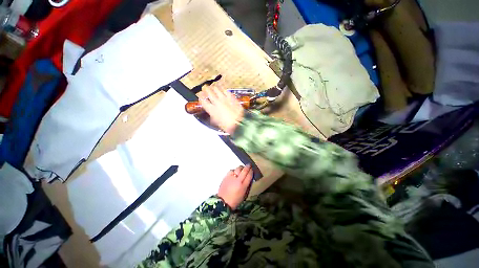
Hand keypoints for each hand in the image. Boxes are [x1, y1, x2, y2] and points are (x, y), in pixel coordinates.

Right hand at [198, 86, 244, 134]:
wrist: (239, 123)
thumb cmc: (228, 126)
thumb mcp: (218, 123)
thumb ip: (213, 117)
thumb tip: (213, 116)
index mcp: (212, 110)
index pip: (203, 101)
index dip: (201, 97)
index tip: (200, 96)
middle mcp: (217, 102)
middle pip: (209, 93)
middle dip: (206, 89)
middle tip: (205, 88)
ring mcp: (225, 99)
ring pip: (217, 90)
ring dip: (214, 88)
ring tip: (214, 88)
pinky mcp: (232, 98)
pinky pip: (227, 91)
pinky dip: (224, 91)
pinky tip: (224, 91)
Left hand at [218, 164, 253, 209]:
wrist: (223, 202)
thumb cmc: (235, 200)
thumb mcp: (244, 194)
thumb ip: (247, 185)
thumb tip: (249, 178)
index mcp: (243, 186)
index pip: (249, 176)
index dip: (251, 171)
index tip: (252, 169)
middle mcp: (238, 181)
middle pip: (244, 171)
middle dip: (248, 166)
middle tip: (249, 164)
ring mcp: (231, 178)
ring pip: (238, 169)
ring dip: (241, 168)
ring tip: (242, 168)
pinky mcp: (226, 177)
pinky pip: (231, 170)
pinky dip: (234, 170)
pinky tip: (235, 172)